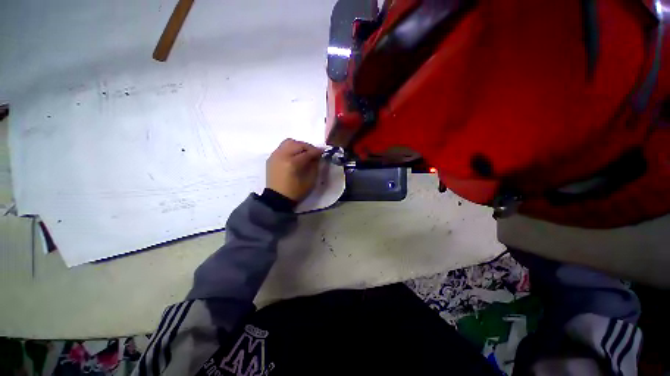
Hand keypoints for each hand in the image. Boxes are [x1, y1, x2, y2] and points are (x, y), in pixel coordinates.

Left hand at [266, 139, 322, 201]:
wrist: (277, 198)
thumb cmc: (295, 191)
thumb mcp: (310, 181)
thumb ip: (315, 166)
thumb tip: (317, 156)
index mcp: (293, 163)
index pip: (307, 153)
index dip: (316, 151)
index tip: (323, 152)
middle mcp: (282, 155)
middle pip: (298, 144)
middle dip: (308, 147)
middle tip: (314, 153)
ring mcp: (275, 155)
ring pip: (289, 142)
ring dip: (298, 145)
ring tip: (304, 152)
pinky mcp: (271, 158)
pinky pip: (282, 147)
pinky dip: (290, 148)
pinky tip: (294, 156)